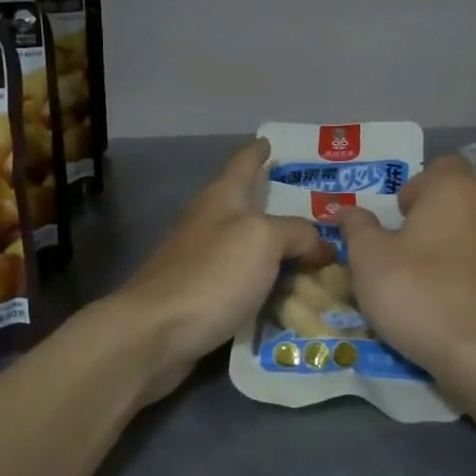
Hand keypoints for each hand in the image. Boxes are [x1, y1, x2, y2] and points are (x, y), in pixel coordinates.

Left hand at [110, 139, 334, 402]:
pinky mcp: (200, 297)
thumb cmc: (211, 274)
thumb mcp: (263, 240)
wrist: (154, 333)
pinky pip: (243, 284)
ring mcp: (200, 261)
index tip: (271, 141)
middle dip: (278, 206)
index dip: (258, 151)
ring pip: (248, 248)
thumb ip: (297, 233)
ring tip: (315, 259)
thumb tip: (321, 245)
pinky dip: (266, 286)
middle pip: (247, 207)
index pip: (243, 163)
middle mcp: (208, 223)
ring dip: (277, 252)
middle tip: (321, 213)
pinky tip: (288, 297)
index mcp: (221, 199)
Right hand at [338, 155, 475, 374]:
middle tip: (421, 228)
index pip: (442, 165)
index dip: (418, 185)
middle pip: (474, 185)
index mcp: (454, 188)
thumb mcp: (369, 259)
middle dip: (449, 200)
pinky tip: (455, 283)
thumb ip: (357, 228)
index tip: (399, 214)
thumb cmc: (418, 291)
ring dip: (466, 228)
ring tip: (437, 256)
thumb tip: (346, 210)